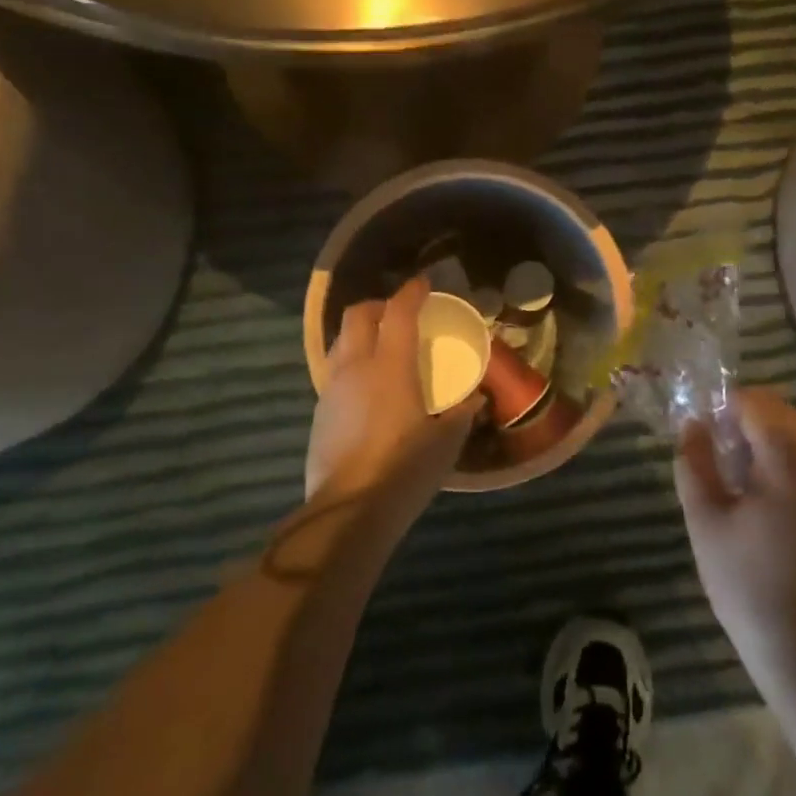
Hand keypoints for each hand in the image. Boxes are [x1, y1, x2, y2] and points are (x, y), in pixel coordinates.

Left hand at [306, 279, 480, 526]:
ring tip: (381, 347)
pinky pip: (335, 371)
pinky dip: (352, 363)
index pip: (398, 313)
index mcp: (390, 366)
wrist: (348, 510)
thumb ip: (461, 414)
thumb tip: (475, 399)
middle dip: (378, 305)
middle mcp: (356, 367)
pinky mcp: (320, 413)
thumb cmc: (404, 470)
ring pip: (341, 341)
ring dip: (360, 333)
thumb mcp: (446, 442)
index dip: (411, 293)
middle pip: (358, 316)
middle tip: (399, 313)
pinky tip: (368, 388)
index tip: (423, 284)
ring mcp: (332, 389)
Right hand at [675, 388, 795, 695]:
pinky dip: (789, 467)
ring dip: (767, 444)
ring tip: (737, 483)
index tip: (701, 433)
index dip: (723, 406)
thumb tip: (693, 424)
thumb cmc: (751, 587)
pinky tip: (767, 507)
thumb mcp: (706, 522)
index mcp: (792, 459)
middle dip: (745, 422)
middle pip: (783, 414)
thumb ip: (694, 462)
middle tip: (714, 457)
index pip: (756, 401)